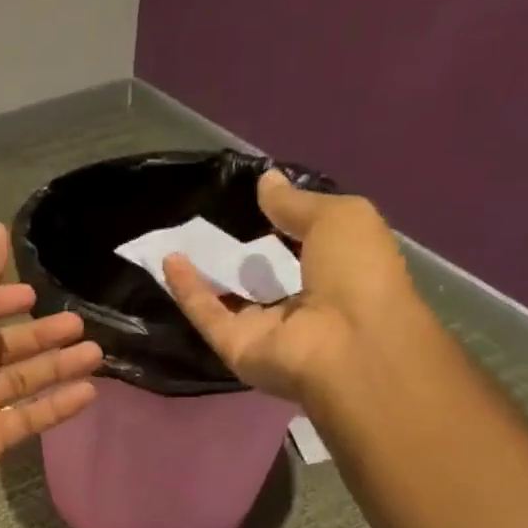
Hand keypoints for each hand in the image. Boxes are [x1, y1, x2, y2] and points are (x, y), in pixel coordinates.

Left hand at [0, 222, 101, 517]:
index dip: (1, 299)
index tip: (34, 293)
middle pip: (4, 347)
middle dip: (39, 333)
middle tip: (80, 322)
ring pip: (22, 381)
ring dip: (58, 366)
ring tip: (97, 353)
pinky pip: (30, 418)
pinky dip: (59, 405)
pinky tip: (91, 392)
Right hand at [163, 169, 417, 400]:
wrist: (347, 344)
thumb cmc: (358, 274)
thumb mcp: (339, 219)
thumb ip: (297, 203)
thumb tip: (266, 181)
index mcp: (338, 274)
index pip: (304, 248)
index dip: (282, 224)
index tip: (254, 201)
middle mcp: (300, 304)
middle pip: (262, 277)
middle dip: (240, 251)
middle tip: (211, 219)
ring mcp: (265, 330)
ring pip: (229, 297)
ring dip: (207, 270)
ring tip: (180, 237)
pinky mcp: (235, 347)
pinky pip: (208, 315)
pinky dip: (187, 289)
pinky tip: (170, 259)